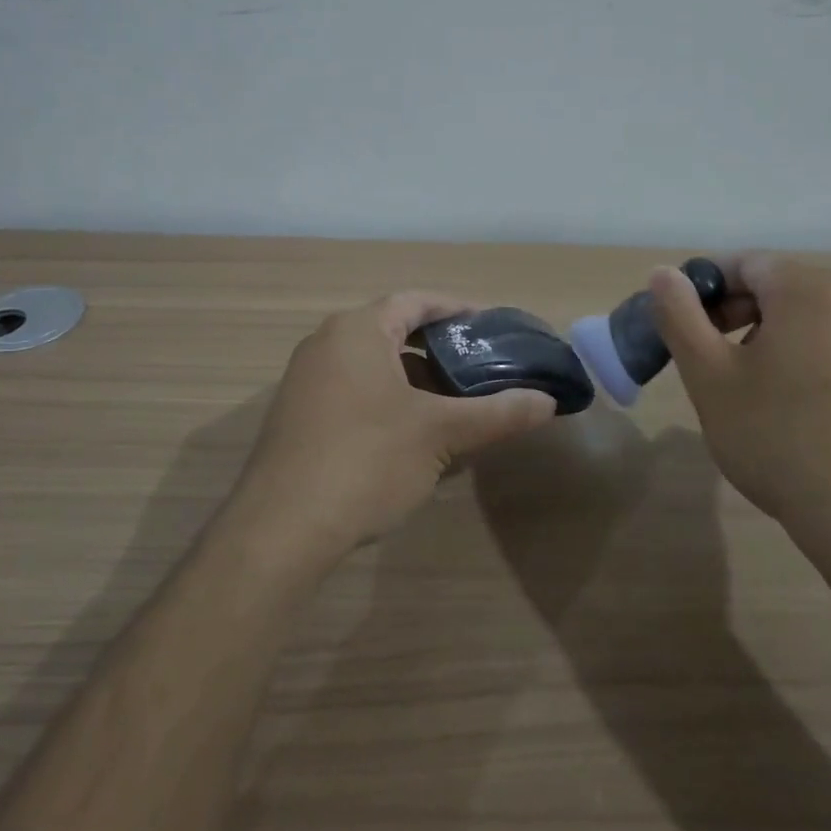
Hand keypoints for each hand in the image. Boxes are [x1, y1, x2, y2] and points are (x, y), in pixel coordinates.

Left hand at [232, 292, 557, 568]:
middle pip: (394, 331)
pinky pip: (353, 392)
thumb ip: (498, 414)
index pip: (416, 300)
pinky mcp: (297, 416)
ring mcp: (306, 381)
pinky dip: (388, 401)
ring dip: (414, 378)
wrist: (281, 530)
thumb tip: (548, 403)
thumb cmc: (367, 461)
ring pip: (373, 365)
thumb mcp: (441, 434)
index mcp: (358, 330)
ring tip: (454, 403)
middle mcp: (326, 343)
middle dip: (439, 348)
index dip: (458, 309)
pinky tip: (412, 436)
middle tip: (480, 367)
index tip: (492, 327)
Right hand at [648, 255, 830, 589]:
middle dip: (730, 312)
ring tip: (739, 385)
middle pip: (775, 285)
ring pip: (803, 316)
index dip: (701, 288)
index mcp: (807, 289)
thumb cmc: (778, 439)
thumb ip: (680, 316)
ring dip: (761, 335)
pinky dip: (797, 356)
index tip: (678, 328)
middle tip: (702, 358)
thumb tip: (664, 273)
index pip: (742, 263)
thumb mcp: (710, 377)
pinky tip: (783, 404)